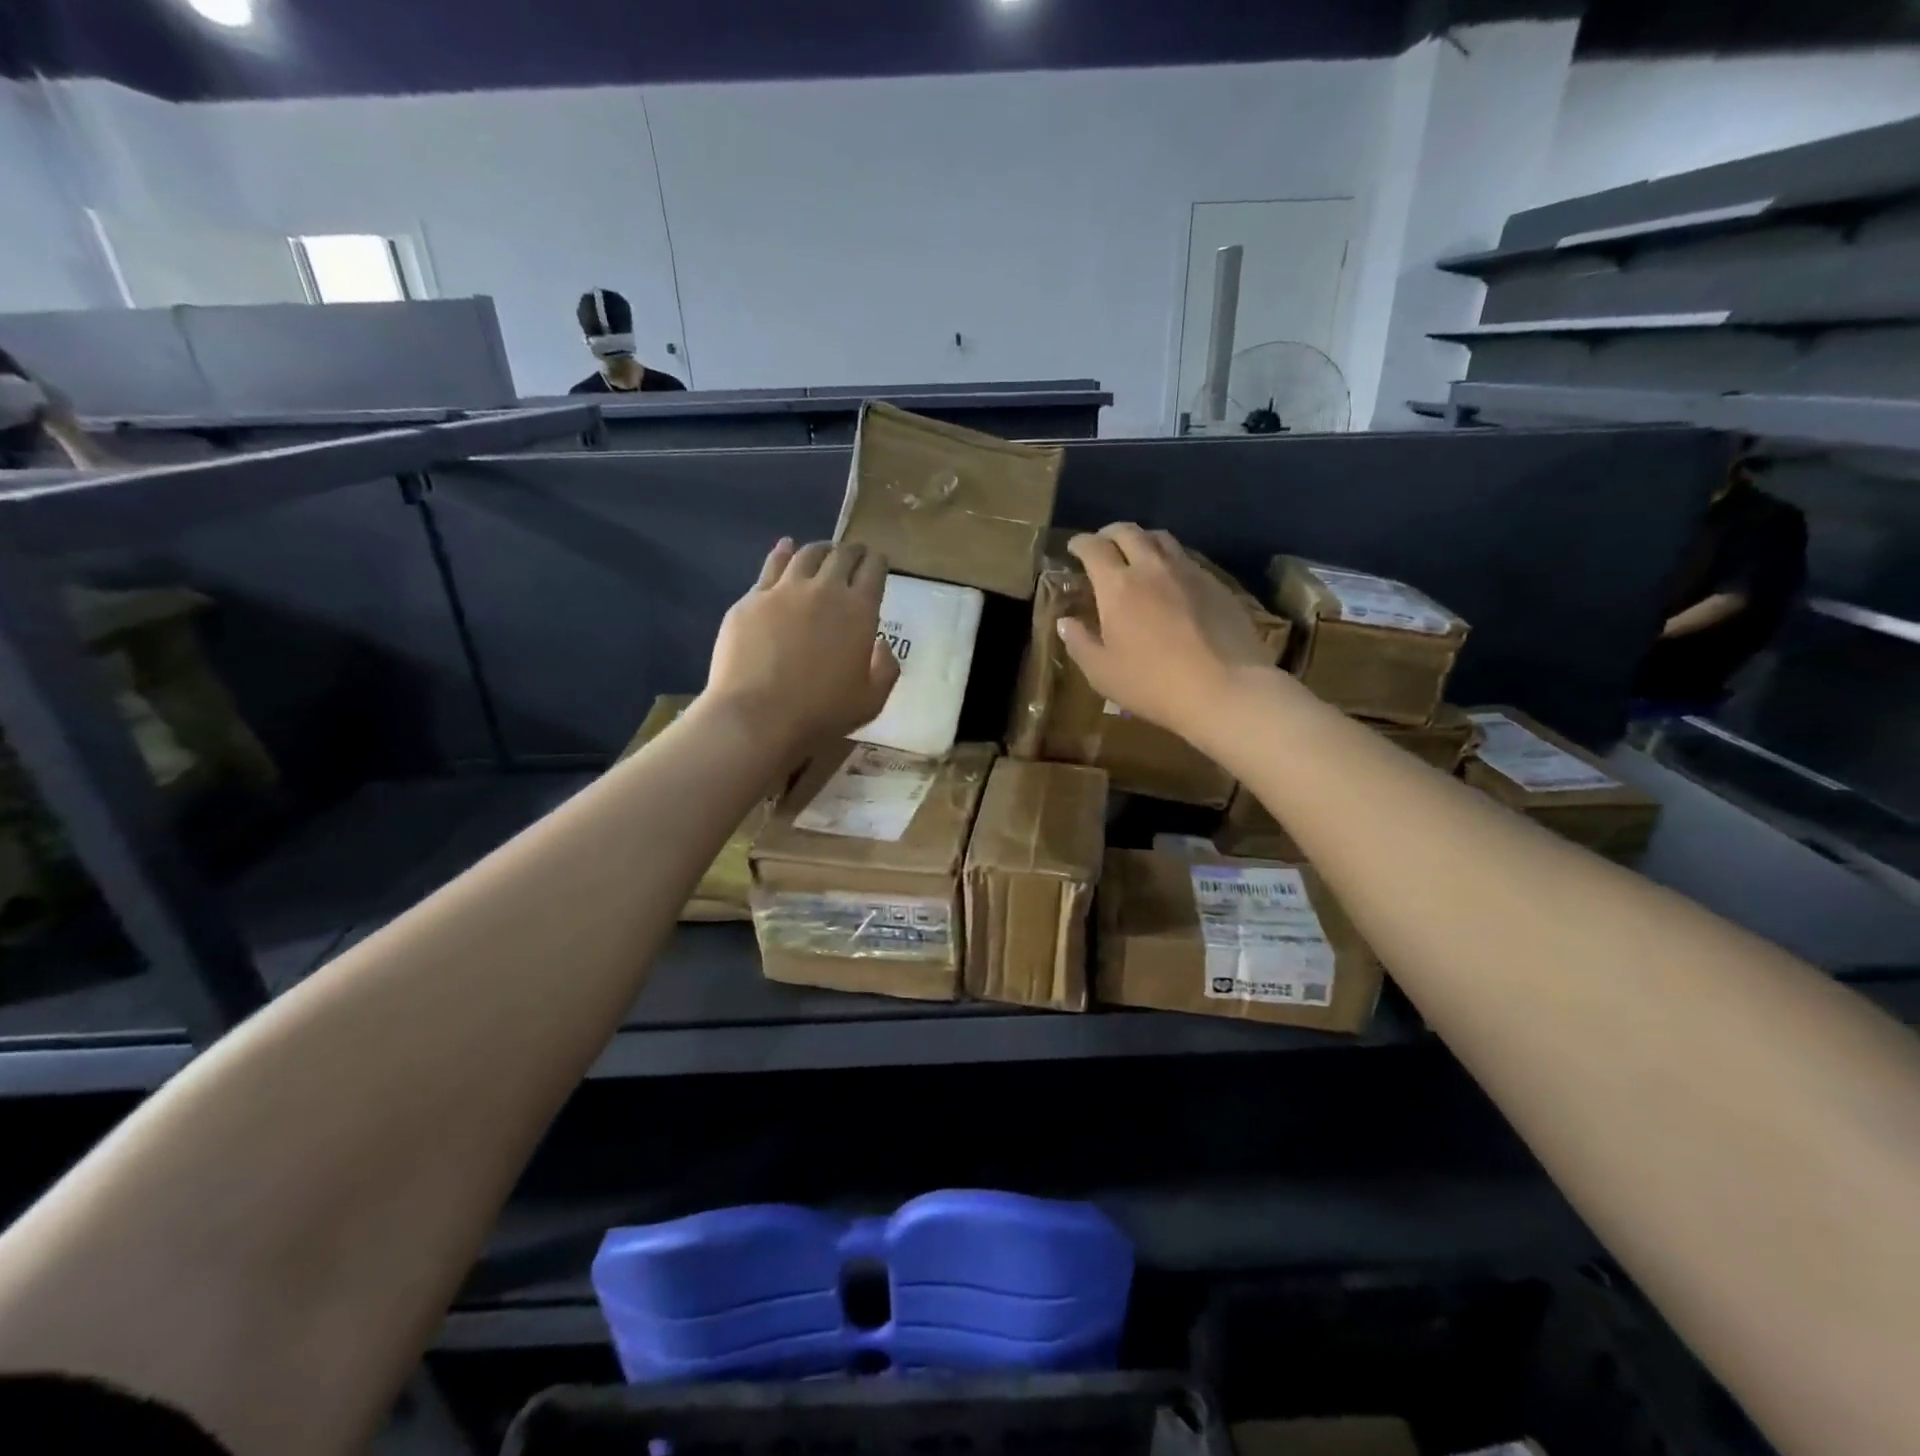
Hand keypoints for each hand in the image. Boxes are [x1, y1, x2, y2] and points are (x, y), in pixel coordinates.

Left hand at [706, 539, 900, 753]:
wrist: (757, 716)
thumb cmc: (821, 713)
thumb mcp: (871, 700)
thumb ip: (885, 668)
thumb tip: (881, 644)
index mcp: (859, 611)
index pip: (874, 571)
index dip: (878, 562)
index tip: (879, 562)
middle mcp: (824, 589)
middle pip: (842, 555)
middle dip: (852, 551)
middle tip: (854, 554)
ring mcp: (784, 589)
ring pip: (806, 554)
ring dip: (820, 549)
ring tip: (823, 552)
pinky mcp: (752, 598)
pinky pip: (771, 565)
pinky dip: (782, 552)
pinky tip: (785, 547)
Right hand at [1057, 524, 1274, 741]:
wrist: (1224, 689)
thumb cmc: (1152, 684)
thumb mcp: (1102, 673)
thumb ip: (1079, 643)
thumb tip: (1066, 622)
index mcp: (1118, 586)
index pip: (1093, 548)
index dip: (1080, 543)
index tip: (1074, 548)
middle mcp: (1151, 568)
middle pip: (1128, 532)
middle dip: (1109, 533)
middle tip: (1102, 545)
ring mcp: (1188, 572)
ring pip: (1161, 538)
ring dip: (1143, 539)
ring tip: (1137, 554)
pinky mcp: (1216, 583)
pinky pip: (1187, 558)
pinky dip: (1170, 559)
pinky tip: (1171, 579)